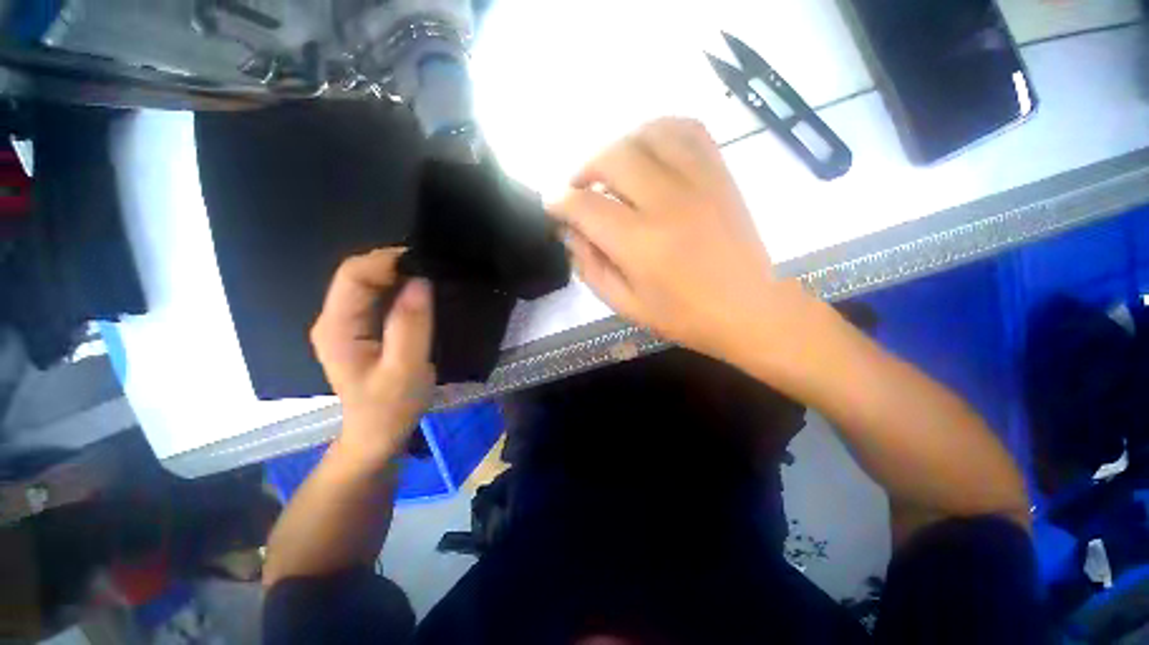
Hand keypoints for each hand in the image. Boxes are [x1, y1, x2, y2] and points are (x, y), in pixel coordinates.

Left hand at [310, 249, 434, 462]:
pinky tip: (422, 296)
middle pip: (359, 276)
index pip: (353, 275)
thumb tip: (420, 281)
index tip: (425, 261)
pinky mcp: (359, 330)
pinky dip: (400, 291)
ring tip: (433, 279)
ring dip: (400, 277)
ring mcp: (345, 324)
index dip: (386, 260)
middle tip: (434, 269)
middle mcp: (334, 319)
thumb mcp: (406, 368)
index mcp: (337, 327)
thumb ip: (410, 325)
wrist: (377, 434)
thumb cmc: (391, 406)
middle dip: (396, 266)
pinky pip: (378, 299)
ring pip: (369, 285)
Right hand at [548, 117, 805, 361]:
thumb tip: (571, 234)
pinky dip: (660, 131)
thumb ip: (591, 268)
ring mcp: (699, 182)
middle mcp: (667, 202)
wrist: (751, 310)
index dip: (559, 202)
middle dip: (584, 169)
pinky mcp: (720, 174)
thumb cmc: (685, 317)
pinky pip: (688, 129)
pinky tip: (650, 153)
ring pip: (647, 133)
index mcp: (640, 244)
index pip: (585, 206)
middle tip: (580, 189)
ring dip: (619, 146)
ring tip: (613, 170)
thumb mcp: (627, 306)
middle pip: (612, 157)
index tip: (552, 206)